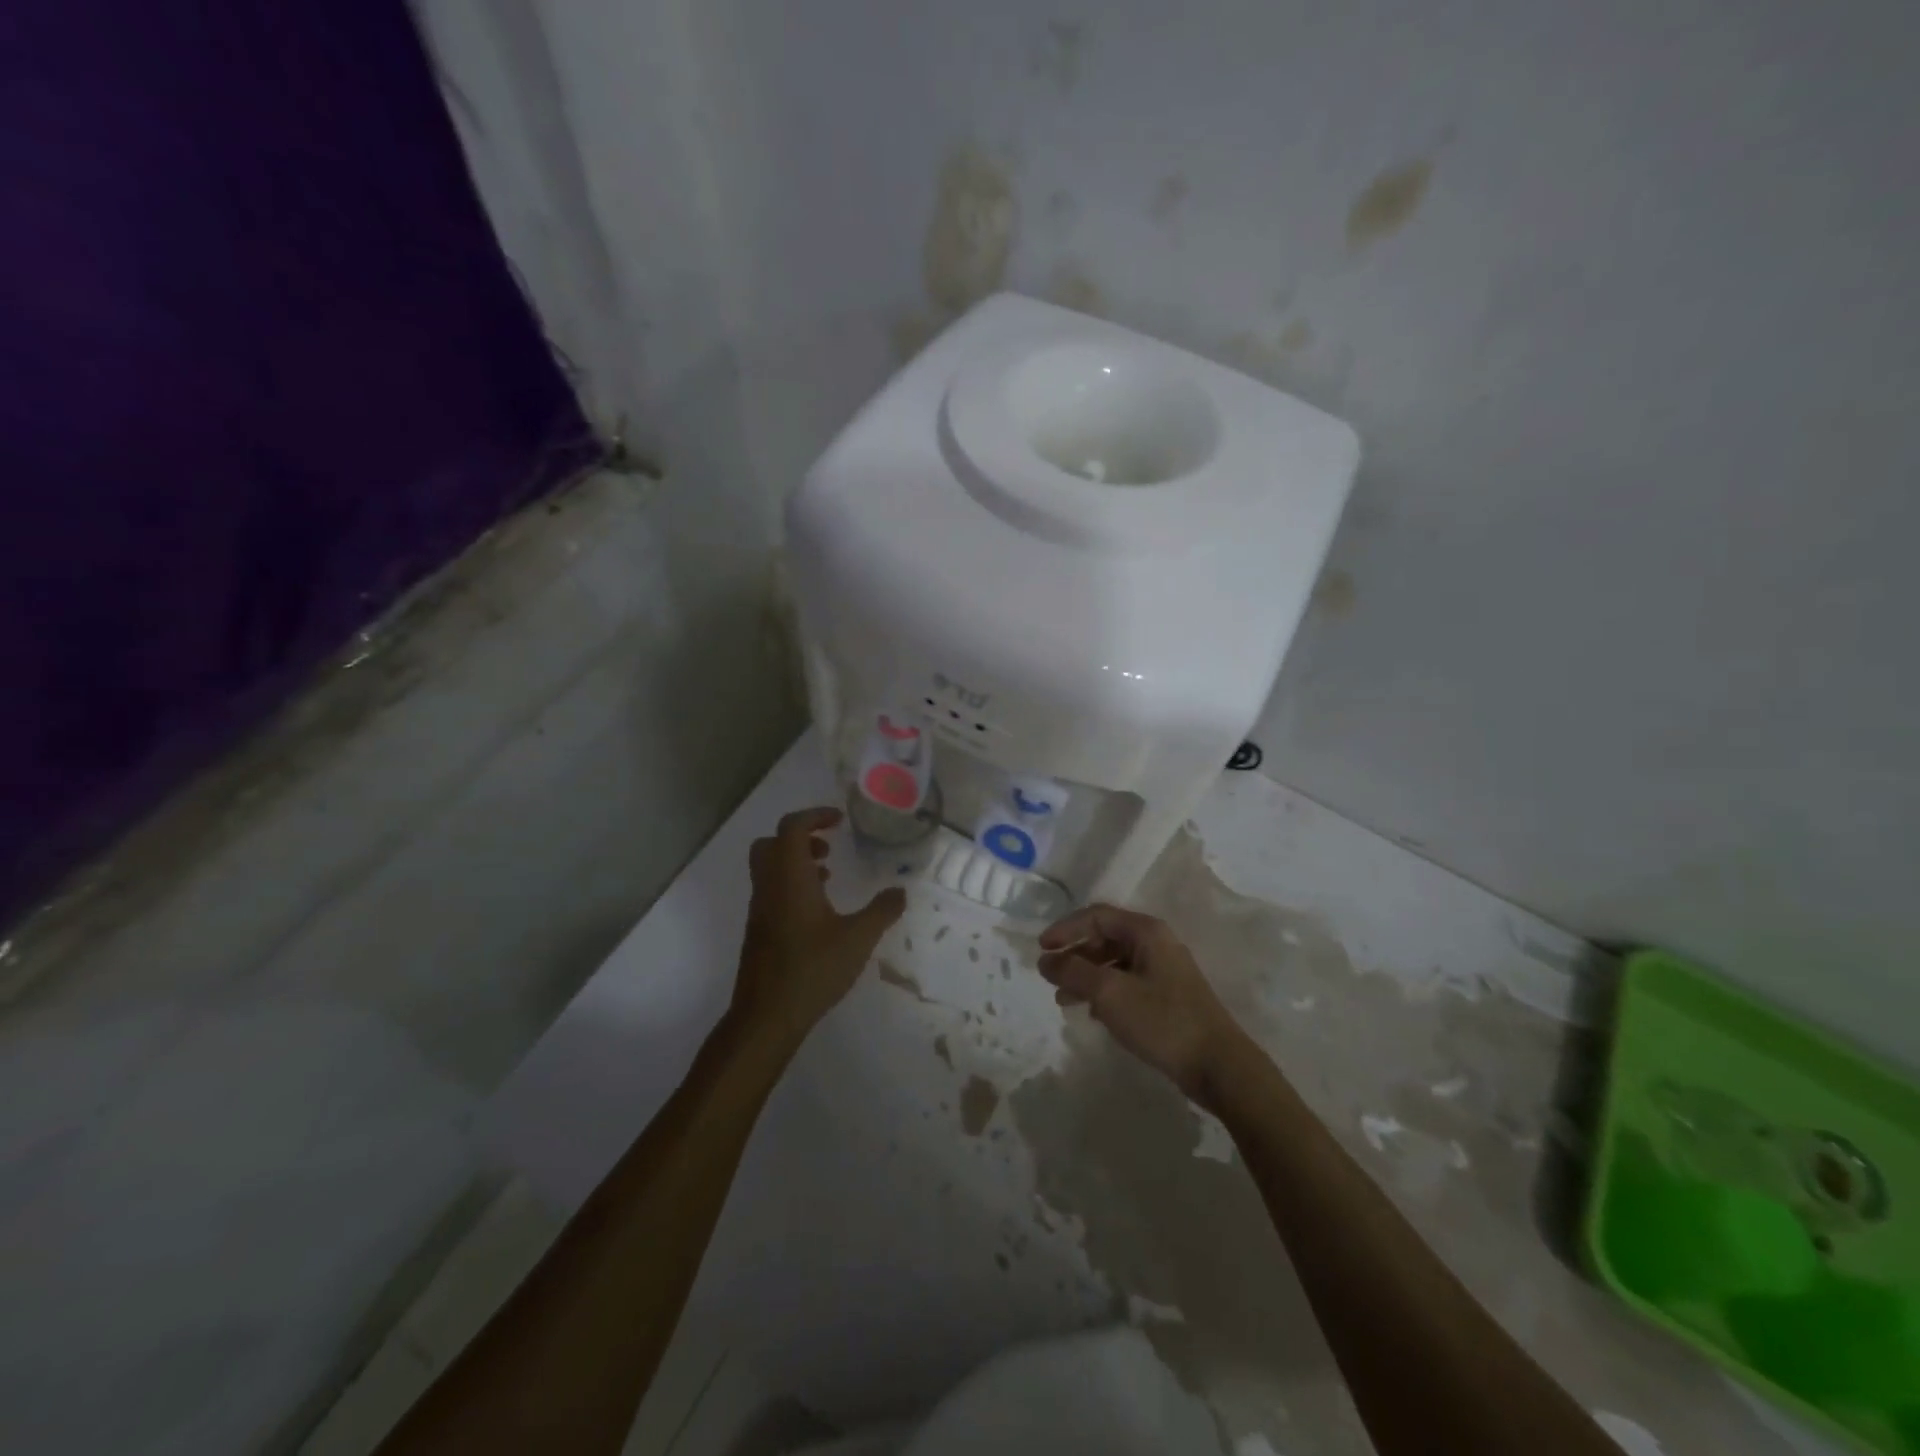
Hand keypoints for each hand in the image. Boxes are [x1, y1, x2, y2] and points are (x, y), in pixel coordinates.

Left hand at [732, 807, 906, 1047]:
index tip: (839, 821)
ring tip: (828, 875)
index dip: (815, 816)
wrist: (766, 1016)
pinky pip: (771, 890)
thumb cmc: (812, 969)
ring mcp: (759, 909)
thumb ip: (882, 911)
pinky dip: (792, 885)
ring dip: (796, 861)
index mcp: (790, 877)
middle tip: (829, 845)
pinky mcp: (758, 930)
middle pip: (772, 843)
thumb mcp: (858, 939)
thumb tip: (901, 891)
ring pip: (769, 868)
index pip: (792, 828)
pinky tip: (818, 911)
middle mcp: (769, 886)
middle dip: (801, 836)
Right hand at [1038, 904, 1246, 1101]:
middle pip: (1105, 938)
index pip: (1096, 916)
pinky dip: (1104, 992)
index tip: (1041, 949)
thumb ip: (1073, 972)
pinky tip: (1091, 1012)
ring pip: (1114, 963)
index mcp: (1146, 932)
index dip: (1065, 929)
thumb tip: (1044, 959)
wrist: (1218, 1065)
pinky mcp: (1168, 996)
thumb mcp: (1109, 993)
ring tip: (1062, 999)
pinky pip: (1126, 982)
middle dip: (1074, 955)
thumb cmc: (1162, 1020)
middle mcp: (1156, 943)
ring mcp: (1164, 970)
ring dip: (1086, 976)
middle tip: (1050, 976)